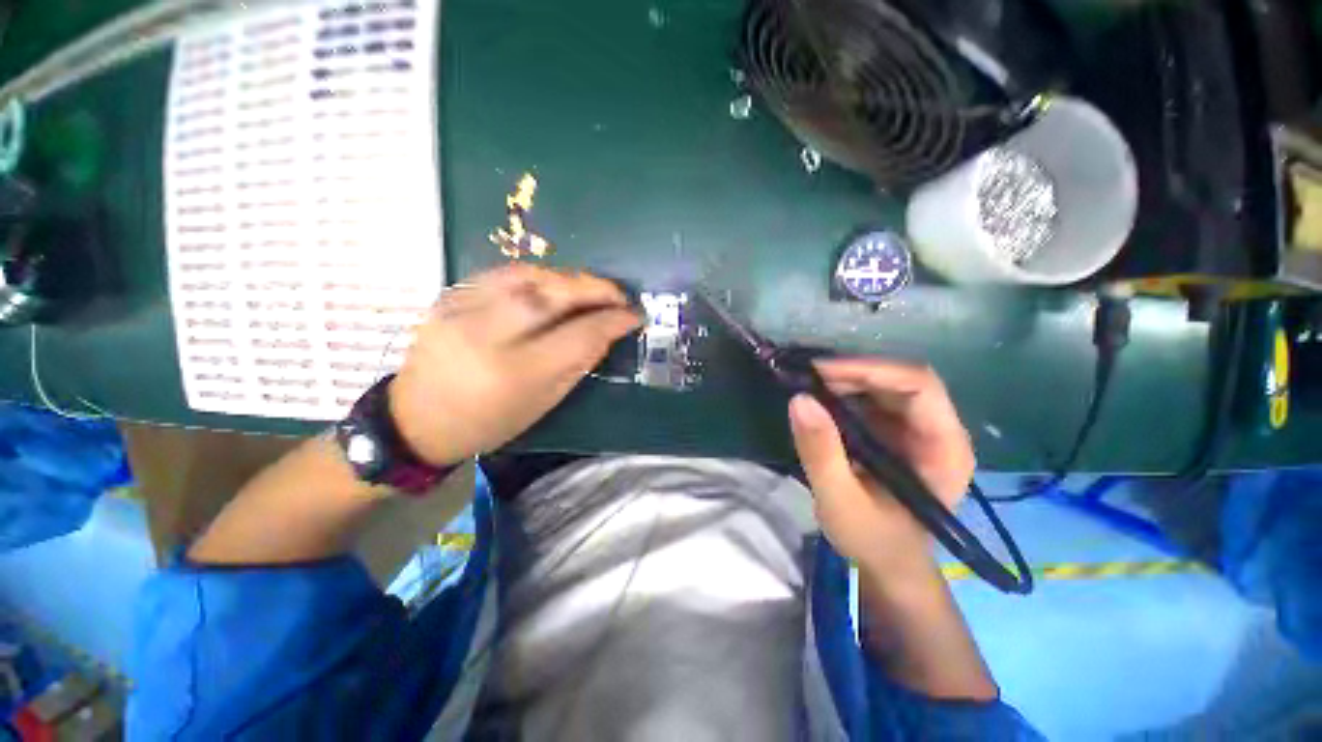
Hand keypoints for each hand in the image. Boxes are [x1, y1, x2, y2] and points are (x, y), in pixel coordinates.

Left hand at [389, 264, 640, 465]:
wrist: (417, 419)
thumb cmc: (488, 422)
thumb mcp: (543, 402)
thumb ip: (577, 363)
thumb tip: (607, 331)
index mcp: (516, 372)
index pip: (578, 334)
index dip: (612, 321)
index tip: (634, 315)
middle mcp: (487, 334)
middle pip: (552, 295)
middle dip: (594, 289)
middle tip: (618, 293)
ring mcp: (462, 310)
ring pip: (527, 276)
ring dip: (567, 278)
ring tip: (589, 288)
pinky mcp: (448, 297)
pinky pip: (502, 274)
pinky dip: (536, 275)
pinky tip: (552, 284)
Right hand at [788, 359, 974, 573]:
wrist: (888, 565)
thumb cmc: (873, 541)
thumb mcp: (840, 501)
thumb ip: (820, 452)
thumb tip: (799, 399)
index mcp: (944, 448)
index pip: (919, 387)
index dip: (871, 370)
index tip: (821, 371)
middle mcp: (940, 431)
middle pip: (902, 380)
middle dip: (853, 373)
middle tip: (807, 377)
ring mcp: (920, 431)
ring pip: (886, 386)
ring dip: (846, 381)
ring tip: (808, 386)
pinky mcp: (899, 434)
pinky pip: (874, 400)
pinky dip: (845, 394)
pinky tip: (820, 401)